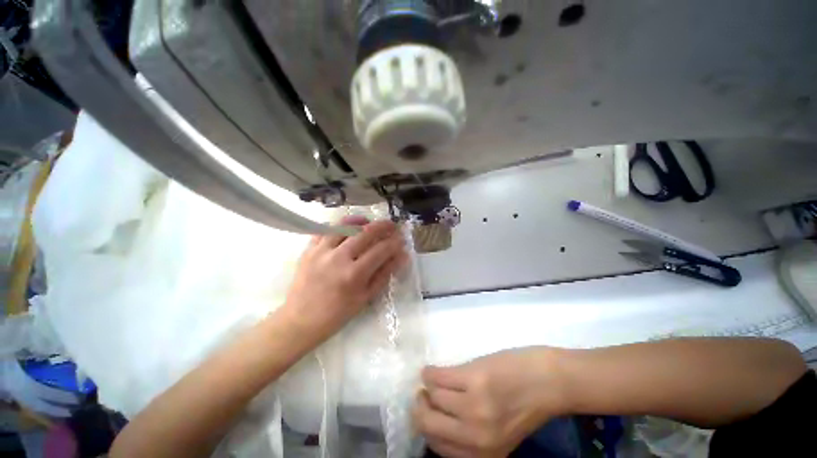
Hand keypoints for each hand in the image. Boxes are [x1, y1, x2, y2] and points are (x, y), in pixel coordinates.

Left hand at [283, 215, 407, 341]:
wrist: (300, 320)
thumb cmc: (337, 313)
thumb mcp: (365, 297)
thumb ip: (384, 274)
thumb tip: (402, 256)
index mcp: (354, 274)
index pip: (381, 250)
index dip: (394, 242)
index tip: (402, 239)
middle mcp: (338, 258)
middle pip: (365, 233)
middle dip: (383, 226)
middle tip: (392, 225)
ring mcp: (321, 251)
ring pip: (345, 226)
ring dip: (361, 220)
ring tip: (370, 222)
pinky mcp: (309, 249)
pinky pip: (325, 229)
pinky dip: (339, 224)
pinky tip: (348, 226)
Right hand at [413, 348, 567, 457]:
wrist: (549, 380)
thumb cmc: (525, 403)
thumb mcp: (500, 432)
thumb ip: (473, 435)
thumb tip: (438, 419)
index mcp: (484, 454)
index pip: (438, 447)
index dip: (427, 429)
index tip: (427, 413)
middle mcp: (476, 437)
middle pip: (427, 424)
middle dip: (419, 409)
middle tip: (422, 396)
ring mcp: (474, 407)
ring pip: (432, 396)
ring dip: (428, 387)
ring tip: (434, 379)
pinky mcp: (472, 379)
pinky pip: (436, 377)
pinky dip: (429, 373)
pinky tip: (431, 370)